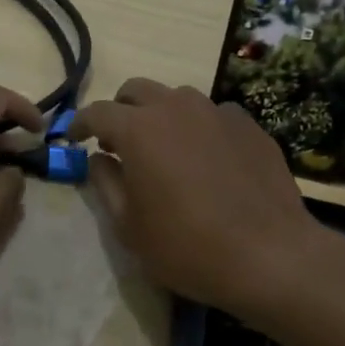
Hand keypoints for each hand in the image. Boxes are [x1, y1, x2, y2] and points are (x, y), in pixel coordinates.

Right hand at [70, 78, 344, 319]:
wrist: (271, 255)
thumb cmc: (187, 246)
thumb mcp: (129, 226)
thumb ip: (106, 184)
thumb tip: (100, 158)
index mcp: (139, 128)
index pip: (97, 112)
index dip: (80, 124)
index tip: (74, 138)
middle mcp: (176, 108)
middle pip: (137, 90)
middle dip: (121, 110)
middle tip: (118, 142)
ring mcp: (218, 112)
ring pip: (178, 98)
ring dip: (161, 115)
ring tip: (165, 149)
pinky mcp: (250, 126)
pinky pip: (214, 115)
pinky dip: (199, 128)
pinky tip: (208, 160)